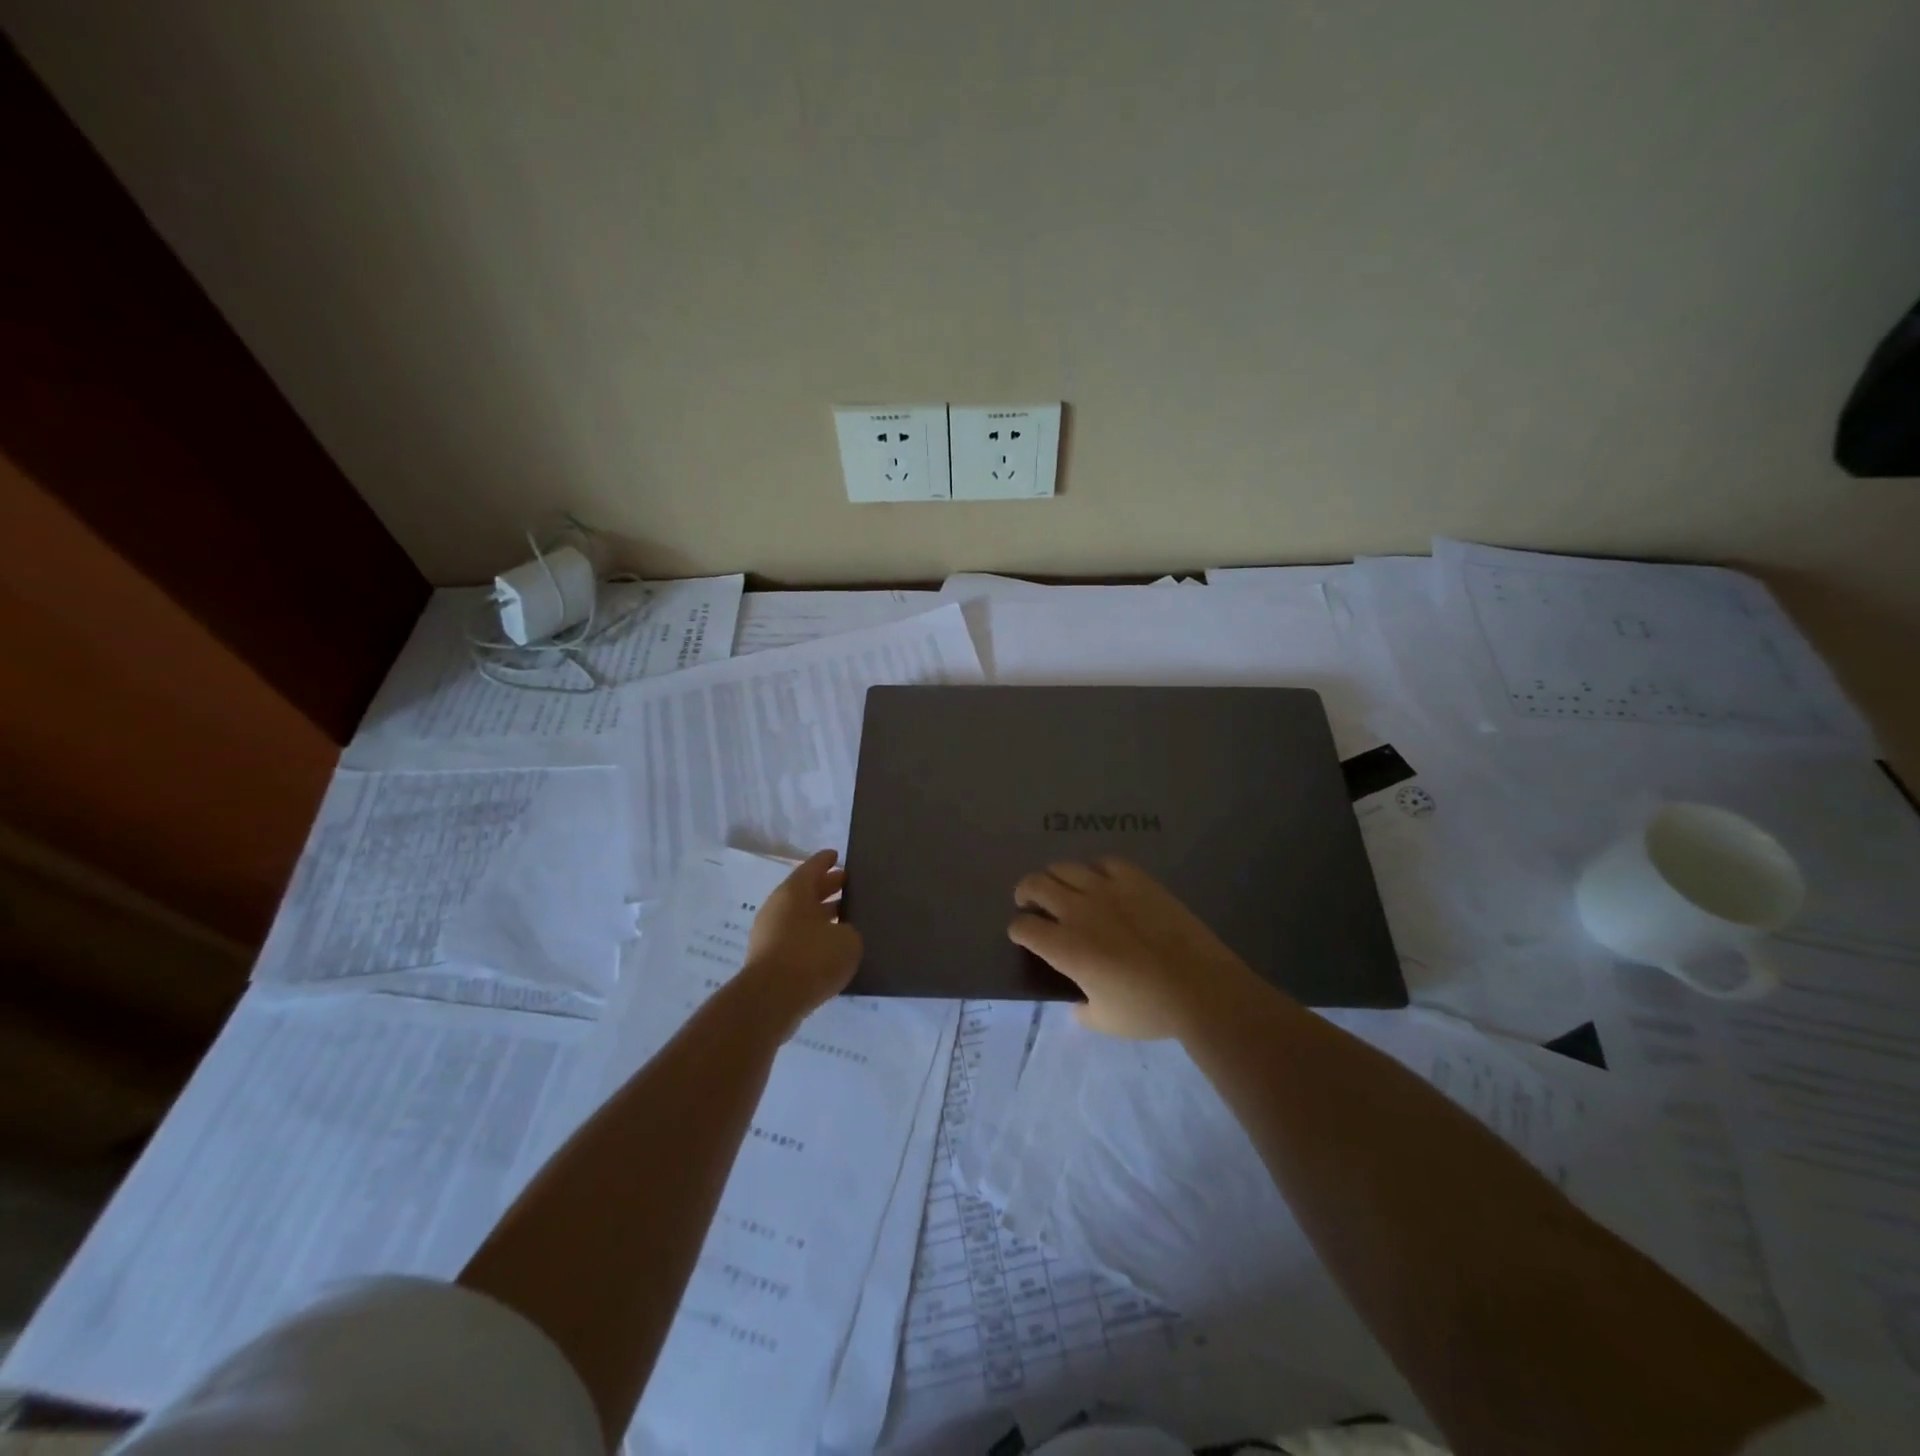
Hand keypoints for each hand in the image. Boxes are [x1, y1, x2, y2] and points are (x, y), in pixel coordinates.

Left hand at [742, 850, 862, 1034]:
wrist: (771, 1001)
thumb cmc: (812, 958)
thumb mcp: (848, 940)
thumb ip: (850, 930)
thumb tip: (844, 933)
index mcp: (794, 892)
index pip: (812, 868)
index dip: (826, 861)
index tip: (837, 855)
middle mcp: (778, 908)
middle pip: (805, 891)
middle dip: (826, 887)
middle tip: (847, 883)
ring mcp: (769, 934)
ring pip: (799, 916)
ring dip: (820, 915)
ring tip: (844, 917)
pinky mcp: (768, 960)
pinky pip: (794, 938)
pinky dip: (812, 937)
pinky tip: (830, 948)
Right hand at [1009, 857, 1260, 1038]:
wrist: (1199, 986)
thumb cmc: (1149, 1010)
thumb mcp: (1105, 1022)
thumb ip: (1081, 1010)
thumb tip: (1077, 1003)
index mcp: (1065, 947)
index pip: (1023, 927)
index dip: (1018, 930)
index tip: (1024, 935)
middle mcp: (1078, 910)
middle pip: (1035, 885)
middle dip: (1025, 893)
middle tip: (1031, 903)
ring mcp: (1107, 889)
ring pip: (1064, 867)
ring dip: (1054, 877)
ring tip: (1061, 888)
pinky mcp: (1135, 879)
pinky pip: (1104, 862)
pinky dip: (1094, 870)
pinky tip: (1101, 881)